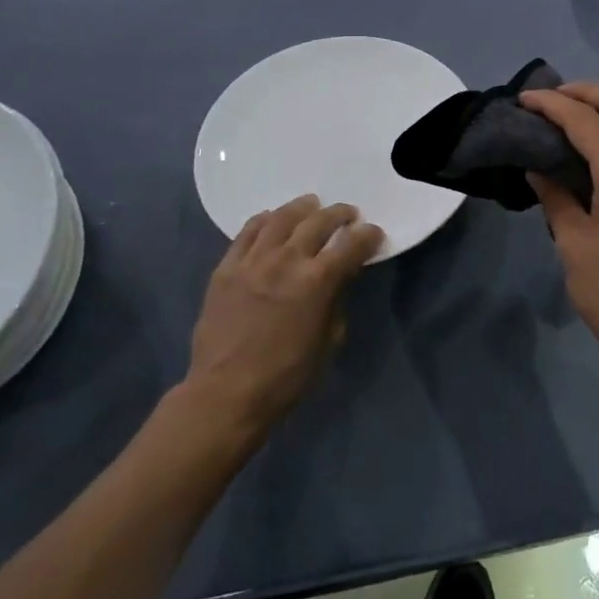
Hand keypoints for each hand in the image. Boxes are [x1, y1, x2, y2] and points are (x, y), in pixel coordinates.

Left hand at [185, 195, 383, 431]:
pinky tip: (272, 220)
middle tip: (348, 214)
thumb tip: (338, 280)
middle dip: (339, 214)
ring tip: (311, 205)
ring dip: (302, 208)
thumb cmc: (287, 376)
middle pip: (318, 222)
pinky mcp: (226, 268)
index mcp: (318, 282)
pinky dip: (264, 221)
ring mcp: (252, 261)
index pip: (351, 245)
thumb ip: (336, 301)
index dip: (367, 236)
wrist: (226, 393)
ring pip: (281, 219)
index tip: (373, 233)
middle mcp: (286, 261)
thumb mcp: (328, 341)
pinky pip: (247, 232)